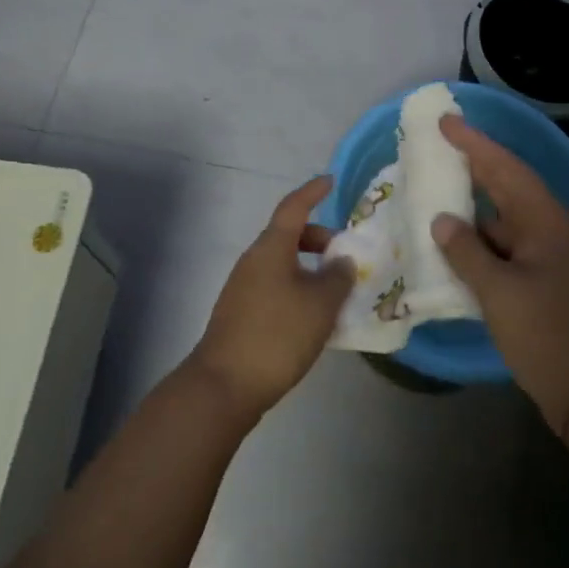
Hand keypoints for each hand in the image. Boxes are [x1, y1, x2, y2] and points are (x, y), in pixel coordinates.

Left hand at [187, 177, 353, 422]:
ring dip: (309, 269)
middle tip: (344, 257)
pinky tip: (312, 318)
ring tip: (335, 293)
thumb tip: (341, 261)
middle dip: (318, 239)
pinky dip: (297, 289)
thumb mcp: (320, 305)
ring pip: (282, 264)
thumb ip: (337, 278)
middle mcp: (254, 260)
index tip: (331, 181)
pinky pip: (275, 286)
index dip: (313, 192)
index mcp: (271, 248)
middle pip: (289, 236)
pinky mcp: (240, 314)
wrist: (223, 386)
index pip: (294, 207)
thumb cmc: (276, 335)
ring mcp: (243, 287)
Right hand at [431, 117, 568, 436]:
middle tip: (437, 144)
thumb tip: (442, 221)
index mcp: (545, 221)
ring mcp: (548, 255)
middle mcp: (549, 228)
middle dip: (473, 163)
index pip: (504, 167)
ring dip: (473, 204)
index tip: (444, 121)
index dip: (473, 142)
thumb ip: (467, 252)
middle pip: (507, 185)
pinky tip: (455, 243)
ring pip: (504, 217)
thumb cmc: (548, 335)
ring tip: (437, 190)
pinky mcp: (543, 279)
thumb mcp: (499, 293)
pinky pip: (505, 245)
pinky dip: (479, 239)